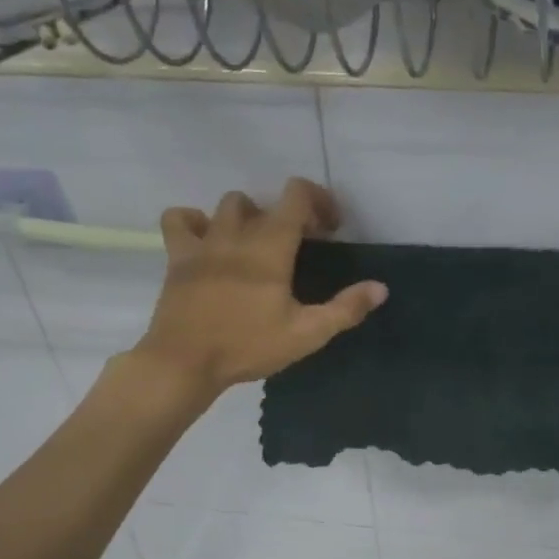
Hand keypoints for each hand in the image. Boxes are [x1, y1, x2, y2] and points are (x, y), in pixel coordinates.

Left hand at [130, 178, 385, 400]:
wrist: (184, 363)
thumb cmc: (248, 346)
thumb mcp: (306, 334)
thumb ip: (345, 309)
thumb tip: (380, 288)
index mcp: (270, 246)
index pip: (296, 195)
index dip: (319, 201)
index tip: (329, 229)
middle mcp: (236, 234)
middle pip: (263, 202)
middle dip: (286, 215)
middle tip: (297, 246)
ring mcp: (203, 242)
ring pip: (226, 206)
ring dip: (247, 217)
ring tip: (255, 245)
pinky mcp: (177, 257)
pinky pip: (180, 220)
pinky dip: (195, 222)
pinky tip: (208, 242)